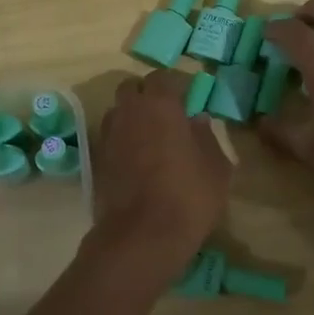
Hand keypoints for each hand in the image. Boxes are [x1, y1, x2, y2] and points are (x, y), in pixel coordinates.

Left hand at [84, 70, 232, 285]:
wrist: (142, 237)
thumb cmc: (188, 196)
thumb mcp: (216, 168)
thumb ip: (207, 137)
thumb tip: (198, 120)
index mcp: (160, 105)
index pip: (162, 77)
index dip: (175, 85)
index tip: (188, 99)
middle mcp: (129, 112)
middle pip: (132, 89)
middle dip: (147, 95)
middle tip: (167, 115)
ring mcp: (109, 136)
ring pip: (118, 112)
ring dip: (132, 117)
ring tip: (151, 138)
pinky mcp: (97, 161)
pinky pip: (111, 138)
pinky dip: (123, 141)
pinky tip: (139, 161)